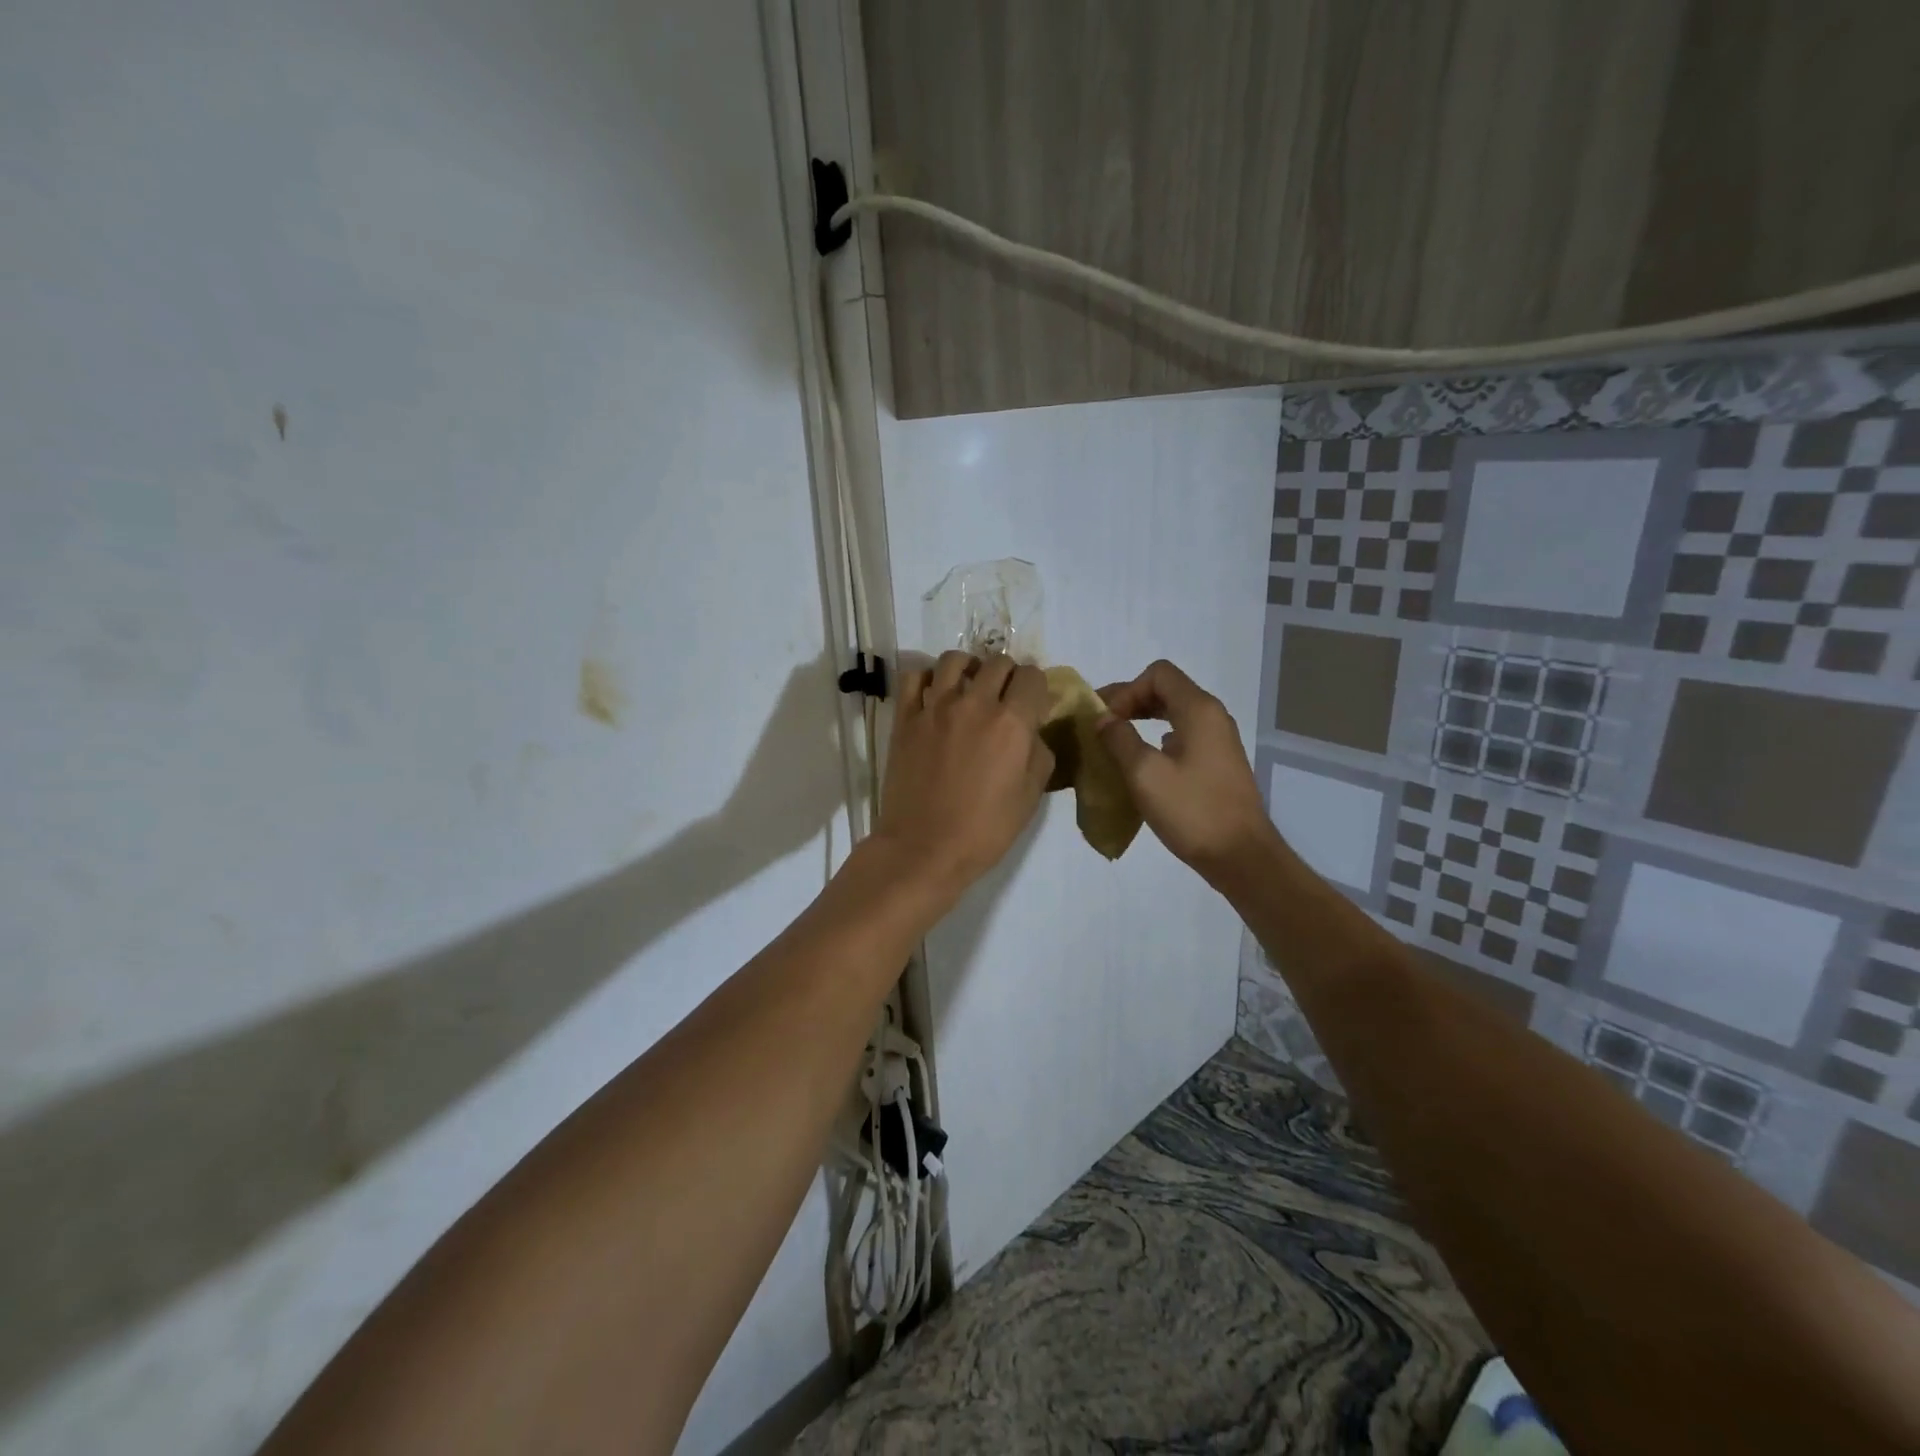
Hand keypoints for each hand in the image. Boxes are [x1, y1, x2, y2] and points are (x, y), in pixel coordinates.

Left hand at [873, 651, 1053, 896]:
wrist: (924, 848)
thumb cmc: (984, 830)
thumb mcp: (1030, 797)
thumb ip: (1038, 754)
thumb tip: (1032, 732)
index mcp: (1012, 723)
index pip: (1032, 676)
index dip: (1037, 686)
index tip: (1034, 702)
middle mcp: (975, 704)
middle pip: (998, 662)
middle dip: (1009, 674)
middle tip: (1005, 697)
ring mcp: (935, 707)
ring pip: (955, 660)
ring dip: (970, 667)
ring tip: (970, 686)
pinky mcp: (905, 718)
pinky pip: (915, 677)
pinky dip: (928, 677)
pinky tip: (935, 693)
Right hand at [1096, 660, 1277, 883]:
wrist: (1240, 856)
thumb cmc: (1192, 811)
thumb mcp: (1144, 773)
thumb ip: (1119, 739)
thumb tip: (1103, 719)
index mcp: (1199, 710)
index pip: (1158, 674)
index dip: (1126, 690)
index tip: (1106, 719)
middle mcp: (1213, 717)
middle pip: (1167, 690)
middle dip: (1131, 702)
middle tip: (1101, 725)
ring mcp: (1219, 741)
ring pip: (1175, 714)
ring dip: (1143, 721)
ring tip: (1115, 743)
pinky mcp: (1218, 764)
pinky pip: (1183, 736)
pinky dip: (1158, 740)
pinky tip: (1143, 764)